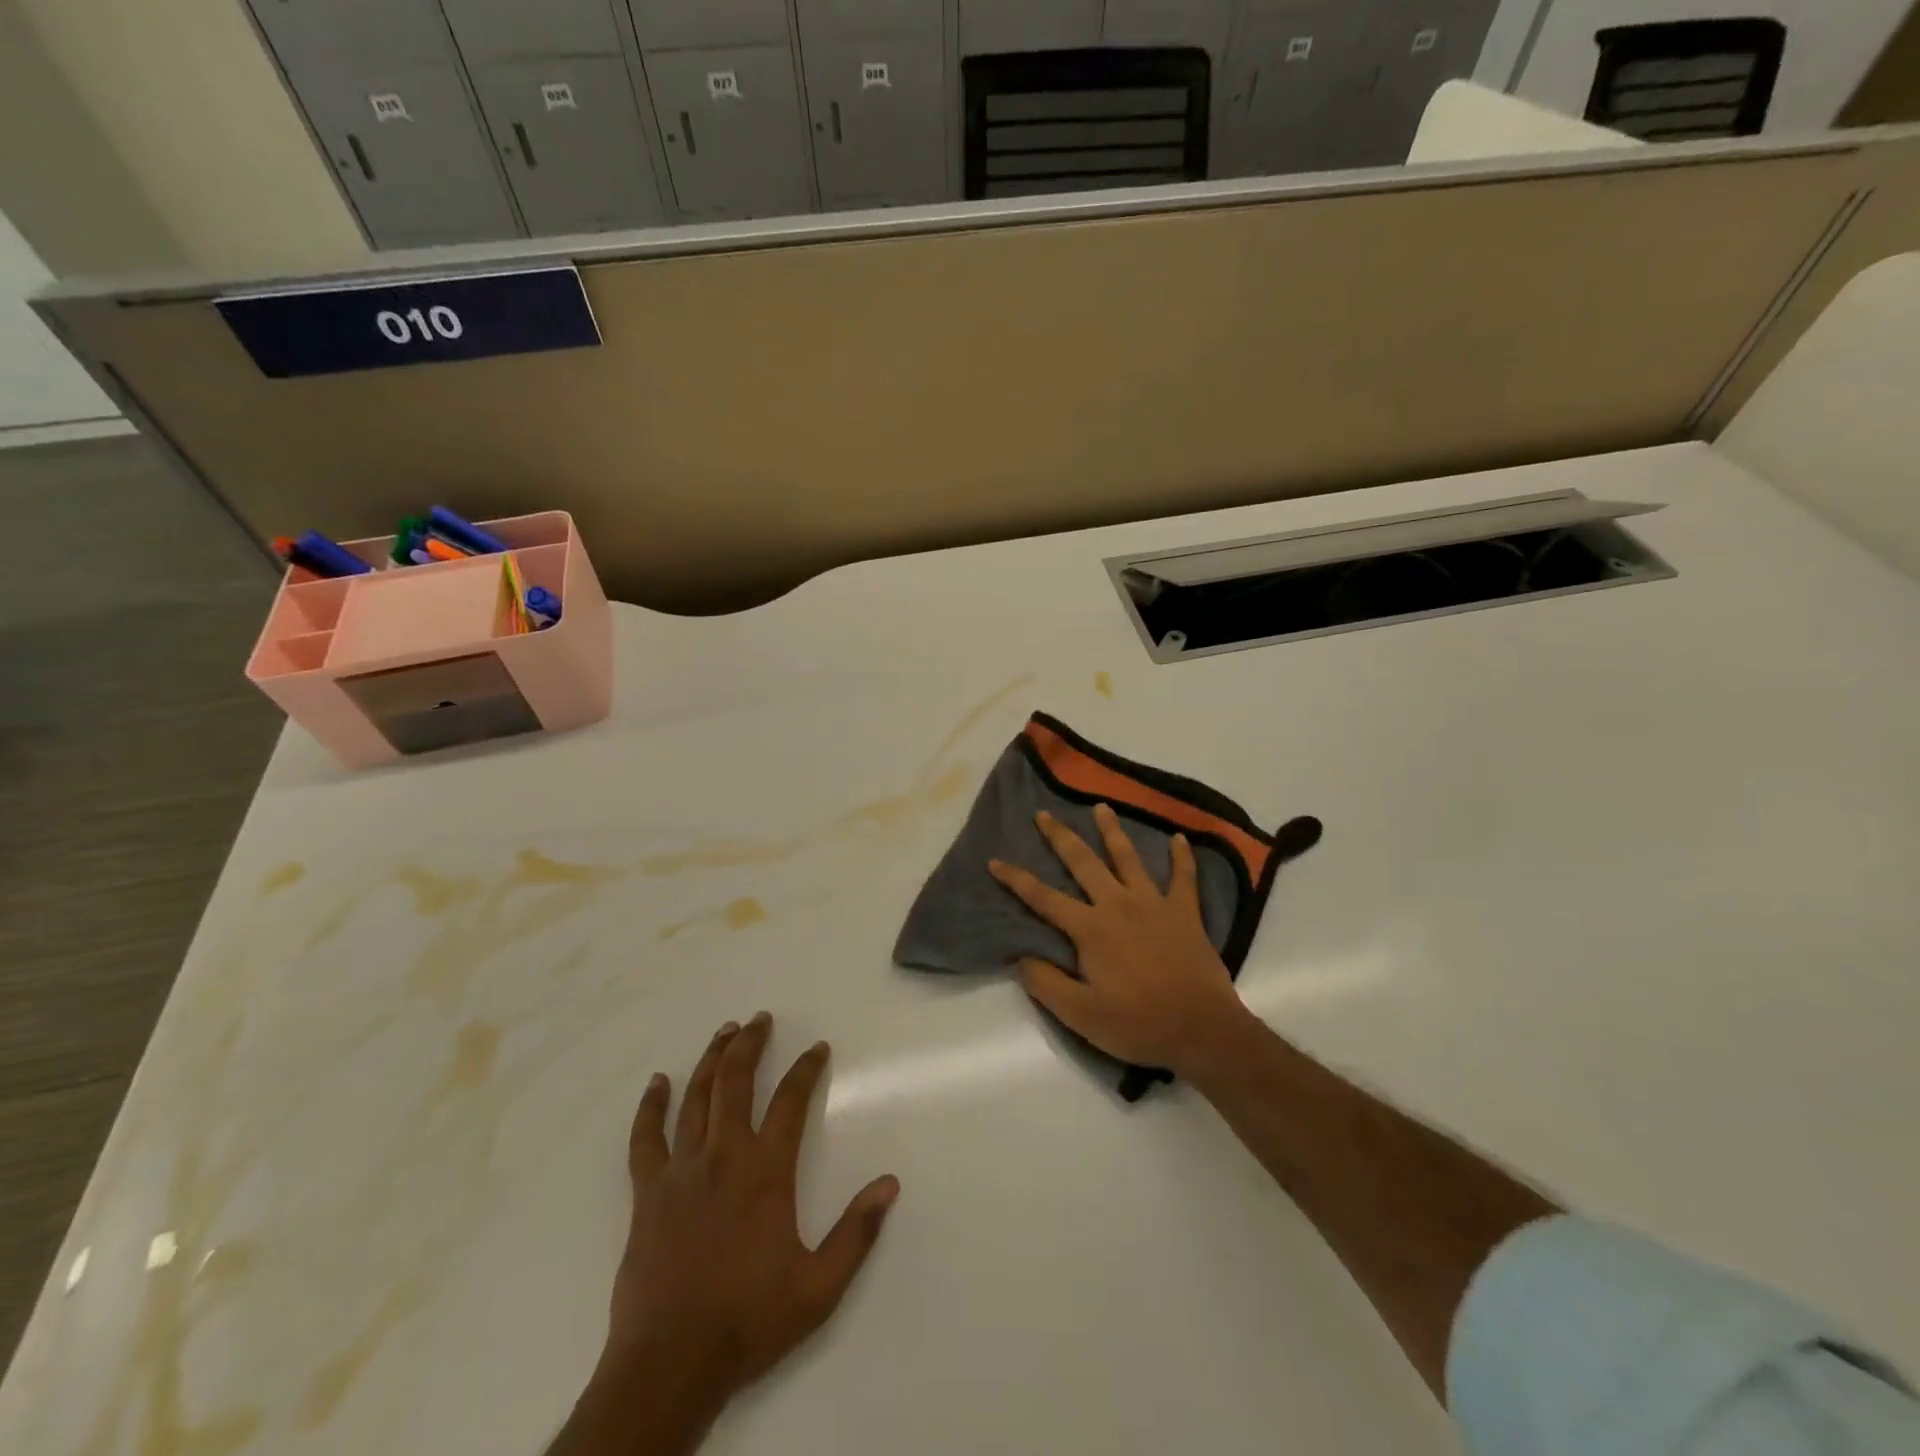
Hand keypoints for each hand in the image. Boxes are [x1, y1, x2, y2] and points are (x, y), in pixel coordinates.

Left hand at [578, 1014, 898, 1450]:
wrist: (669, 1365)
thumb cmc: (749, 1321)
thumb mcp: (819, 1287)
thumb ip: (856, 1232)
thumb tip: (890, 1183)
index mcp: (765, 1171)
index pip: (791, 1101)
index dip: (806, 1069)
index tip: (818, 1048)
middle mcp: (722, 1156)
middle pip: (735, 1082)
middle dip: (750, 1044)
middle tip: (761, 1018)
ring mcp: (680, 1171)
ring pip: (695, 1099)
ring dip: (711, 1060)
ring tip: (724, 1032)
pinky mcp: (648, 1194)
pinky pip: (646, 1139)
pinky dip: (651, 1107)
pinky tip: (657, 1083)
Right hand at [988, 804, 1251, 1077]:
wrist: (1202, 1029)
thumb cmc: (1138, 1024)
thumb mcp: (1080, 1015)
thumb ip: (1046, 984)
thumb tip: (1020, 958)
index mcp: (1090, 929)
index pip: (1044, 898)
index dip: (1017, 879)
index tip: (995, 860)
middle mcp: (1118, 905)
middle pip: (1084, 863)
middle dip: (1060, 837)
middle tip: (1044, 813)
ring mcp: (1154, 904)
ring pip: (1129, 858)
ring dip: (1113, 831)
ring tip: (1102, 807)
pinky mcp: (1185, 913)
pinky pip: (1184, 877)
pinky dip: (1182, 857)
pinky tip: (1179, 837)